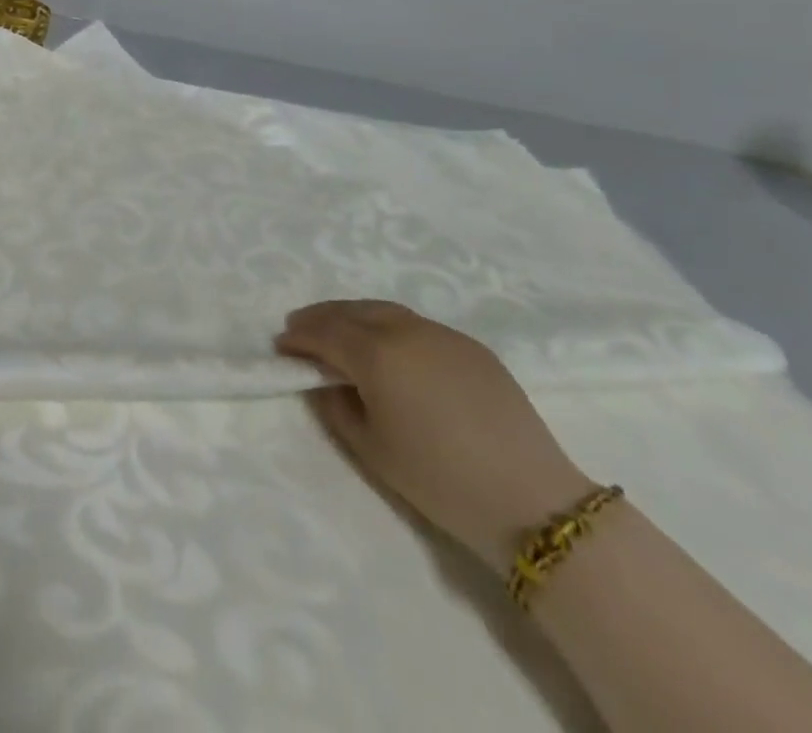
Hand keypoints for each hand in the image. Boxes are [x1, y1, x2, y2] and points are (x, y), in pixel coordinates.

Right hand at [277, 300, 594, 568]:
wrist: (531, 501)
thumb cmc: (439, 479)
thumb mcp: (371, 448)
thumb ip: (336, 405)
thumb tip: (322, 380)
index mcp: (376, 353)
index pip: (324, 332)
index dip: (298, 337)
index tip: (280, 345)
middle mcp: (405, 330)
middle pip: (352, 311)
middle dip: (321, 317)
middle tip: (301, 329)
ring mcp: (442, 334)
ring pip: (385, 311)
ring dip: (354, 316)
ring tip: (339, 331)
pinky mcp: (472, 346)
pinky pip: (417, 325)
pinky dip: (390, 327)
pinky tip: (389, 347)